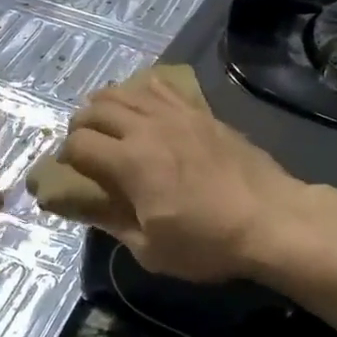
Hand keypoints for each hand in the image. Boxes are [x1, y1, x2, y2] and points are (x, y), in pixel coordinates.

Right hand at [58, 75, 304, 282]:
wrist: (270, 219)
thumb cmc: (208, 243)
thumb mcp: (150, 250)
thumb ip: (111, 223)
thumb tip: (82, 207)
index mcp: (129, 162)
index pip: (78, 143)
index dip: (66, 156)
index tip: (70, 170)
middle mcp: (147, 128)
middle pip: (96, 109)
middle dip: (80, 125)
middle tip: (85, 145)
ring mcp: (176, 114)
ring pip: (126, 90)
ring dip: (106, 103)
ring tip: (108, 121)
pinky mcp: (199, 111)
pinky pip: (161, 86)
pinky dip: (142, 91)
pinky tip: (144, 106)